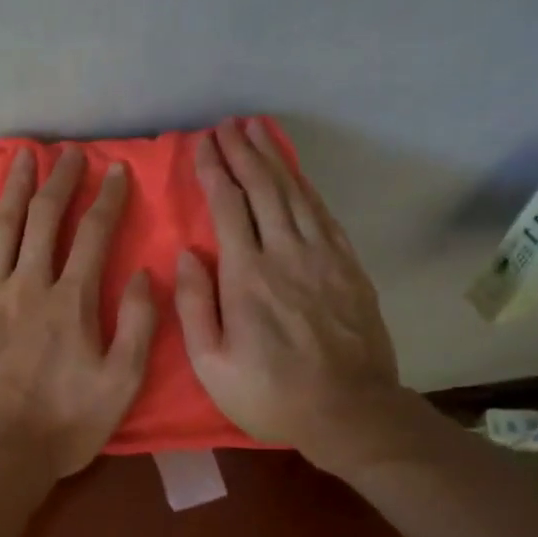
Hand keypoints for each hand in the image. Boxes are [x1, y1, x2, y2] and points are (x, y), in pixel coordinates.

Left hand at [0, 147, 156, 483]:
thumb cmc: (63, 425)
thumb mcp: (120, 384)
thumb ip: (137, 326)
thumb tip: (143, 273)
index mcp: (71, 302)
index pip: (95, 235)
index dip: (107, 198)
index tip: (115, 169)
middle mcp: (28, 286)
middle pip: (45, 219)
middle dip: (59, 180)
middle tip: (66, 153)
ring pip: (2, 228)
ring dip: (13, 188)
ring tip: (20, 157)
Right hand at [174, 119, 402, 476]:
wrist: (349, 410)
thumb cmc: (270, 394)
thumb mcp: (211, 365)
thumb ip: (195, 306)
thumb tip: (187, 254)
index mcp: (247, 276)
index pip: (227, 207)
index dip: (213, 171)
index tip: (202, 144)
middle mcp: (286, 254)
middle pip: (263, 188)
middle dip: (243, 152)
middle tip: (228, 125)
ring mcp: (323, 257)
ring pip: (295, 193)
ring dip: (275, 158)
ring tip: (259, 130)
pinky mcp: (348, 266)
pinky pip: (323, 213)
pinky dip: (306, 186)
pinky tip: (295, 174)